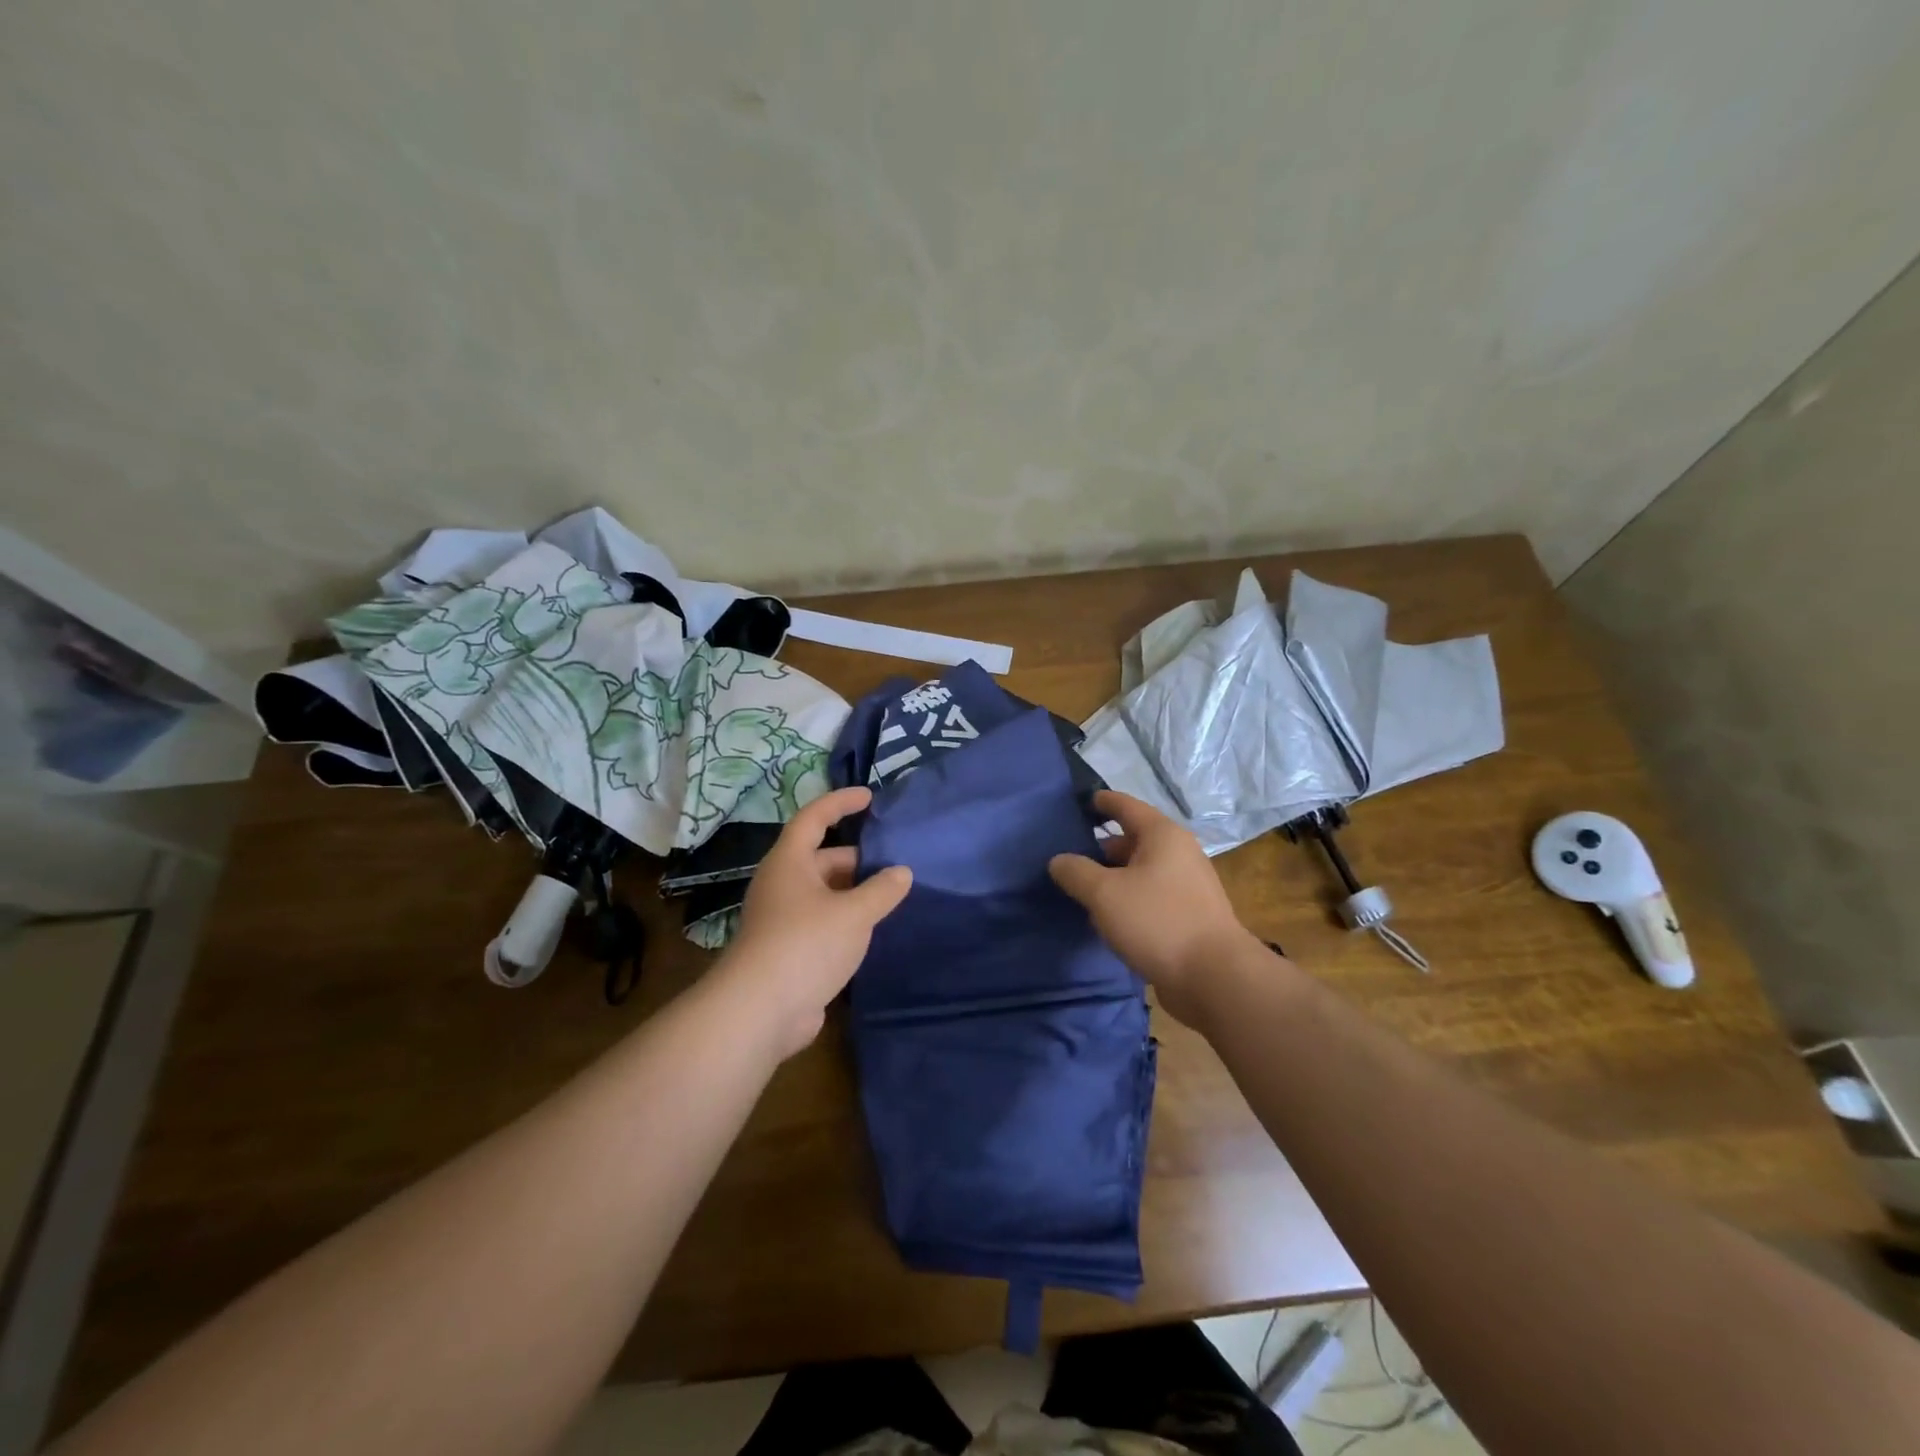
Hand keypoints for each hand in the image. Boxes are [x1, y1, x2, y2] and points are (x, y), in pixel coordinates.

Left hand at [722, 786, 912, 1056]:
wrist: (760, 1011)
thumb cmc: (806, 944)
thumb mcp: (854, 913)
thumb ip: (882, 890)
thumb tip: (902, 873)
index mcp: (790, 862)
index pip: (814, 817)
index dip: (841, 802)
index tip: (870, 796)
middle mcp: (783, 884)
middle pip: (822, 858)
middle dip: (858, 859)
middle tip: (896, 862)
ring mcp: (783, 919)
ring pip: (825, 893)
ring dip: (855, 893)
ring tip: (892, 896)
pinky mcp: (789, 950)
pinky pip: (823, 922)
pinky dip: (847, 920)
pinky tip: (873, 930)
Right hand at [1049, 790, 1255, 1025]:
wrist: (1214, 977)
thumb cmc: (1157, 921)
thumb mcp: (1104, 894)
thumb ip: (1076, 872)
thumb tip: (1059, 861)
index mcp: (1162, 835)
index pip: (1126, 805)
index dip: (1101, 802)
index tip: (1079, 801)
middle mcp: (1178, 853)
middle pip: (1132, 840)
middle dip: (1100, 848)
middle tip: (1067, 859)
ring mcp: (1187, 886)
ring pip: (1140, 871)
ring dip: (1111, 878)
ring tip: (1080, 890)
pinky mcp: (1188, 916)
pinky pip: (1149, 896)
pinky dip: (1127, 900)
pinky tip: (1106, 918)